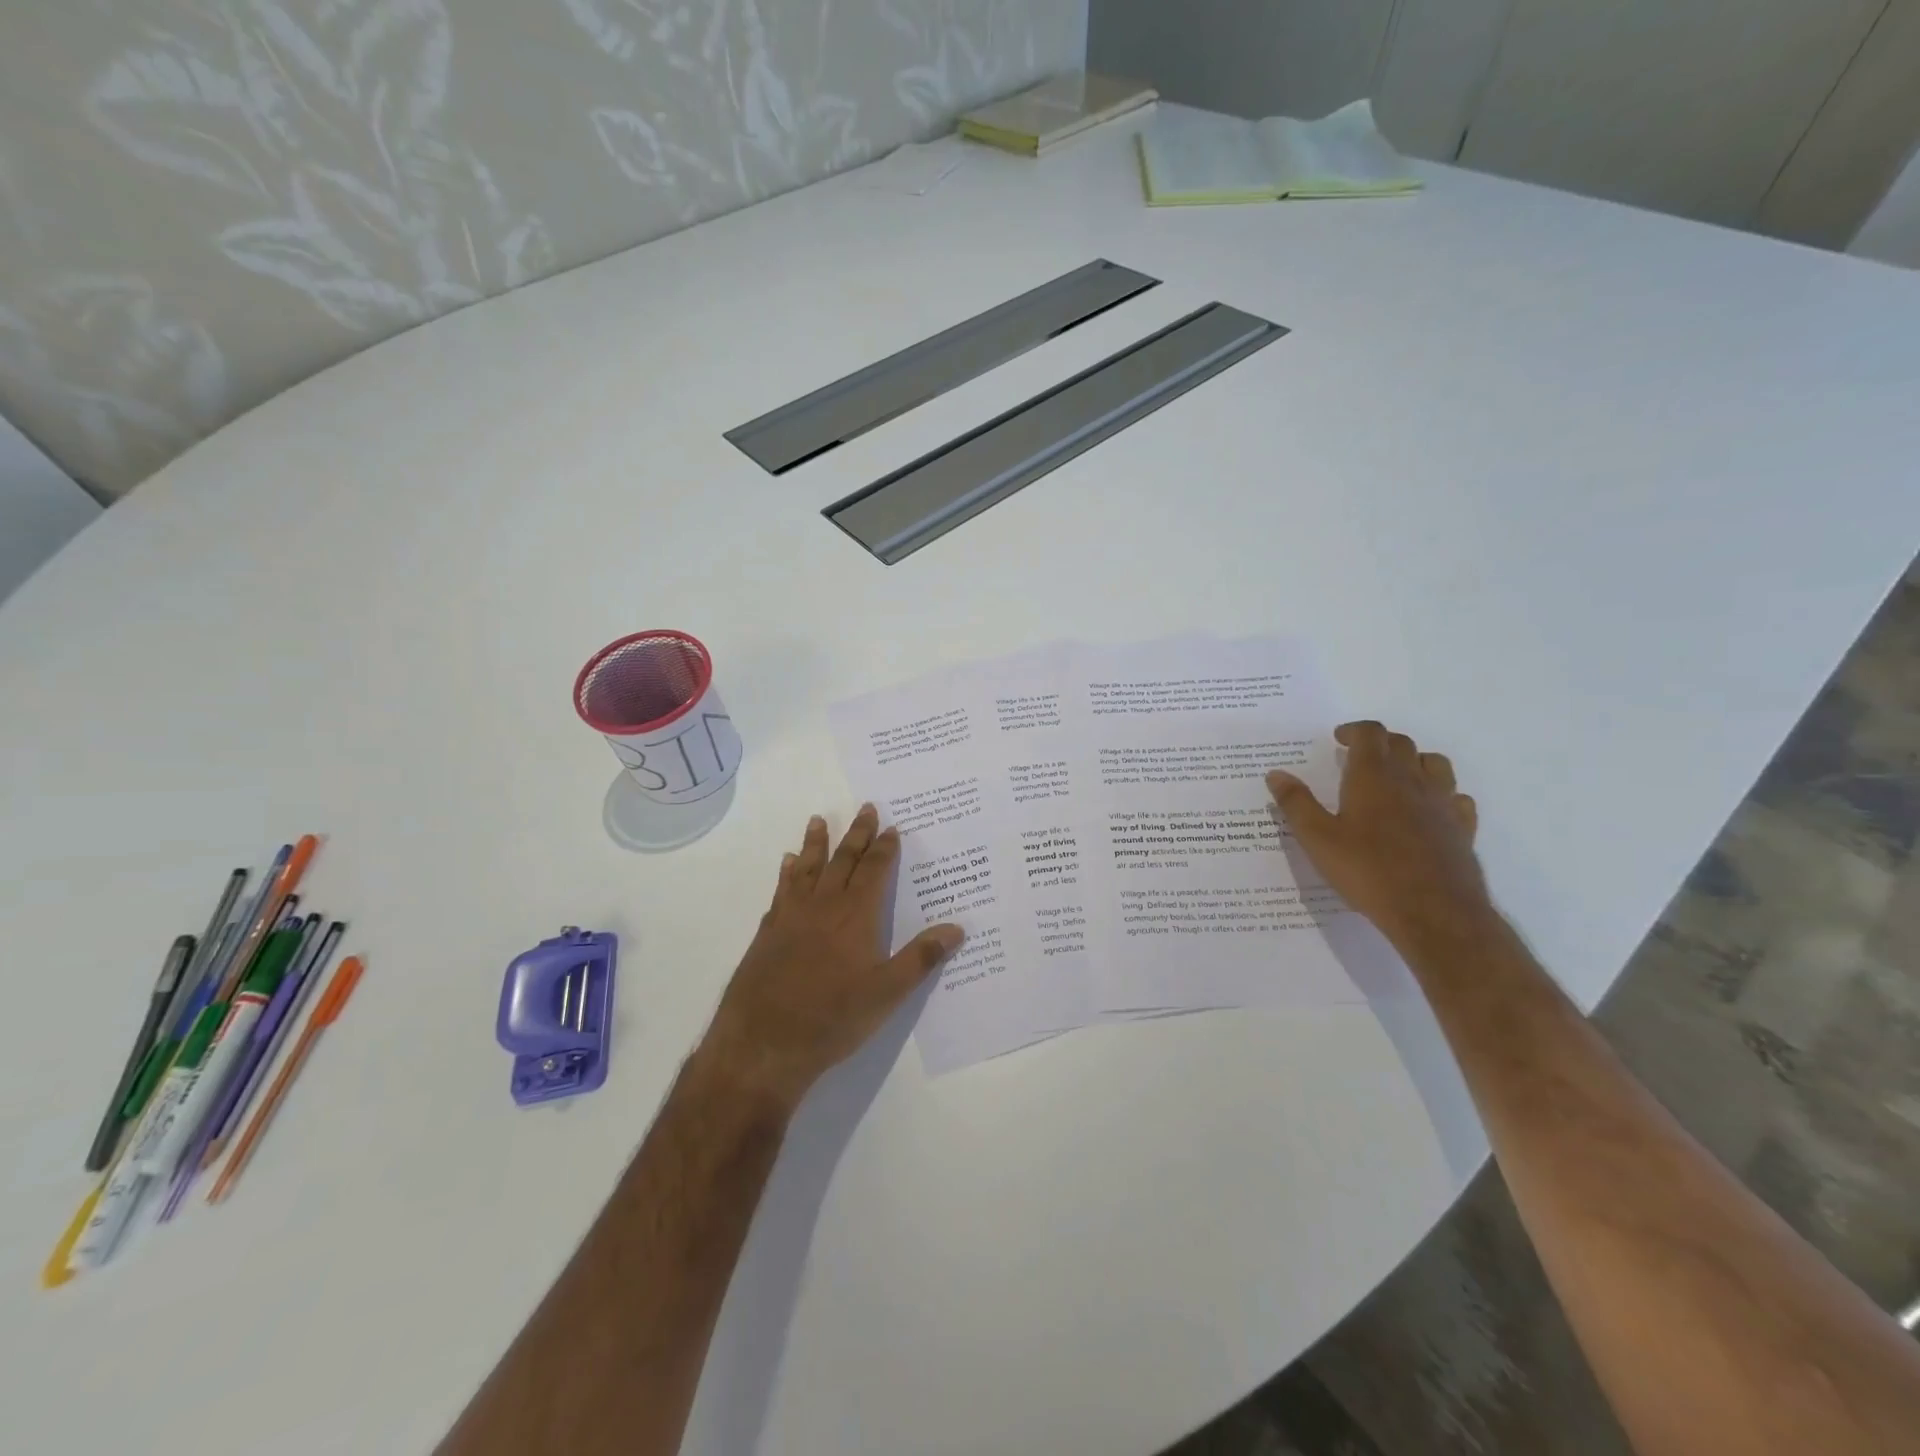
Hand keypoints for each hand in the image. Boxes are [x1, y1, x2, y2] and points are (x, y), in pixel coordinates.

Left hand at [699, 805, 963, 1109]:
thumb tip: (957, 928)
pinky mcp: (768, 932)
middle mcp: (823, 906)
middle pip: (842, 860)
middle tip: (864, 808)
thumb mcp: (887, 994)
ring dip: (815, 844)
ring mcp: (791, 916)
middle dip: (856, 834)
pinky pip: (781, 890)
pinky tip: (786, 865)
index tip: (892, 827)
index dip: (884, 848)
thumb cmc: (833, 1018)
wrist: (764, 1042)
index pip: (874, 871)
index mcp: (856, 915)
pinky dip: (787, 873)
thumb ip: (921, 958)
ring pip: (807, 869)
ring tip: (817, 821)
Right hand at [1267, 721, 1492, 952]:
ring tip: (1395, 777)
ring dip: (1414, 761)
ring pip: (1435, 764)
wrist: (1434, 912)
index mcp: (1374, 776)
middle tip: (1358, 758)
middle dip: (1379, 743)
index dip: (1354, 730)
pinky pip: (1456, 797)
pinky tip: (1428, 810)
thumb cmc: (1368, 871)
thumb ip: (1296, 803)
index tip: (1338, 739)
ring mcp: (1443, 803)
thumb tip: (1276, 773)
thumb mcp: (1317, 839)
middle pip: (1401, 744)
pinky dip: (1441, 793)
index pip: (1370, 733)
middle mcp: (1412, 780)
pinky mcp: (1462, 828)